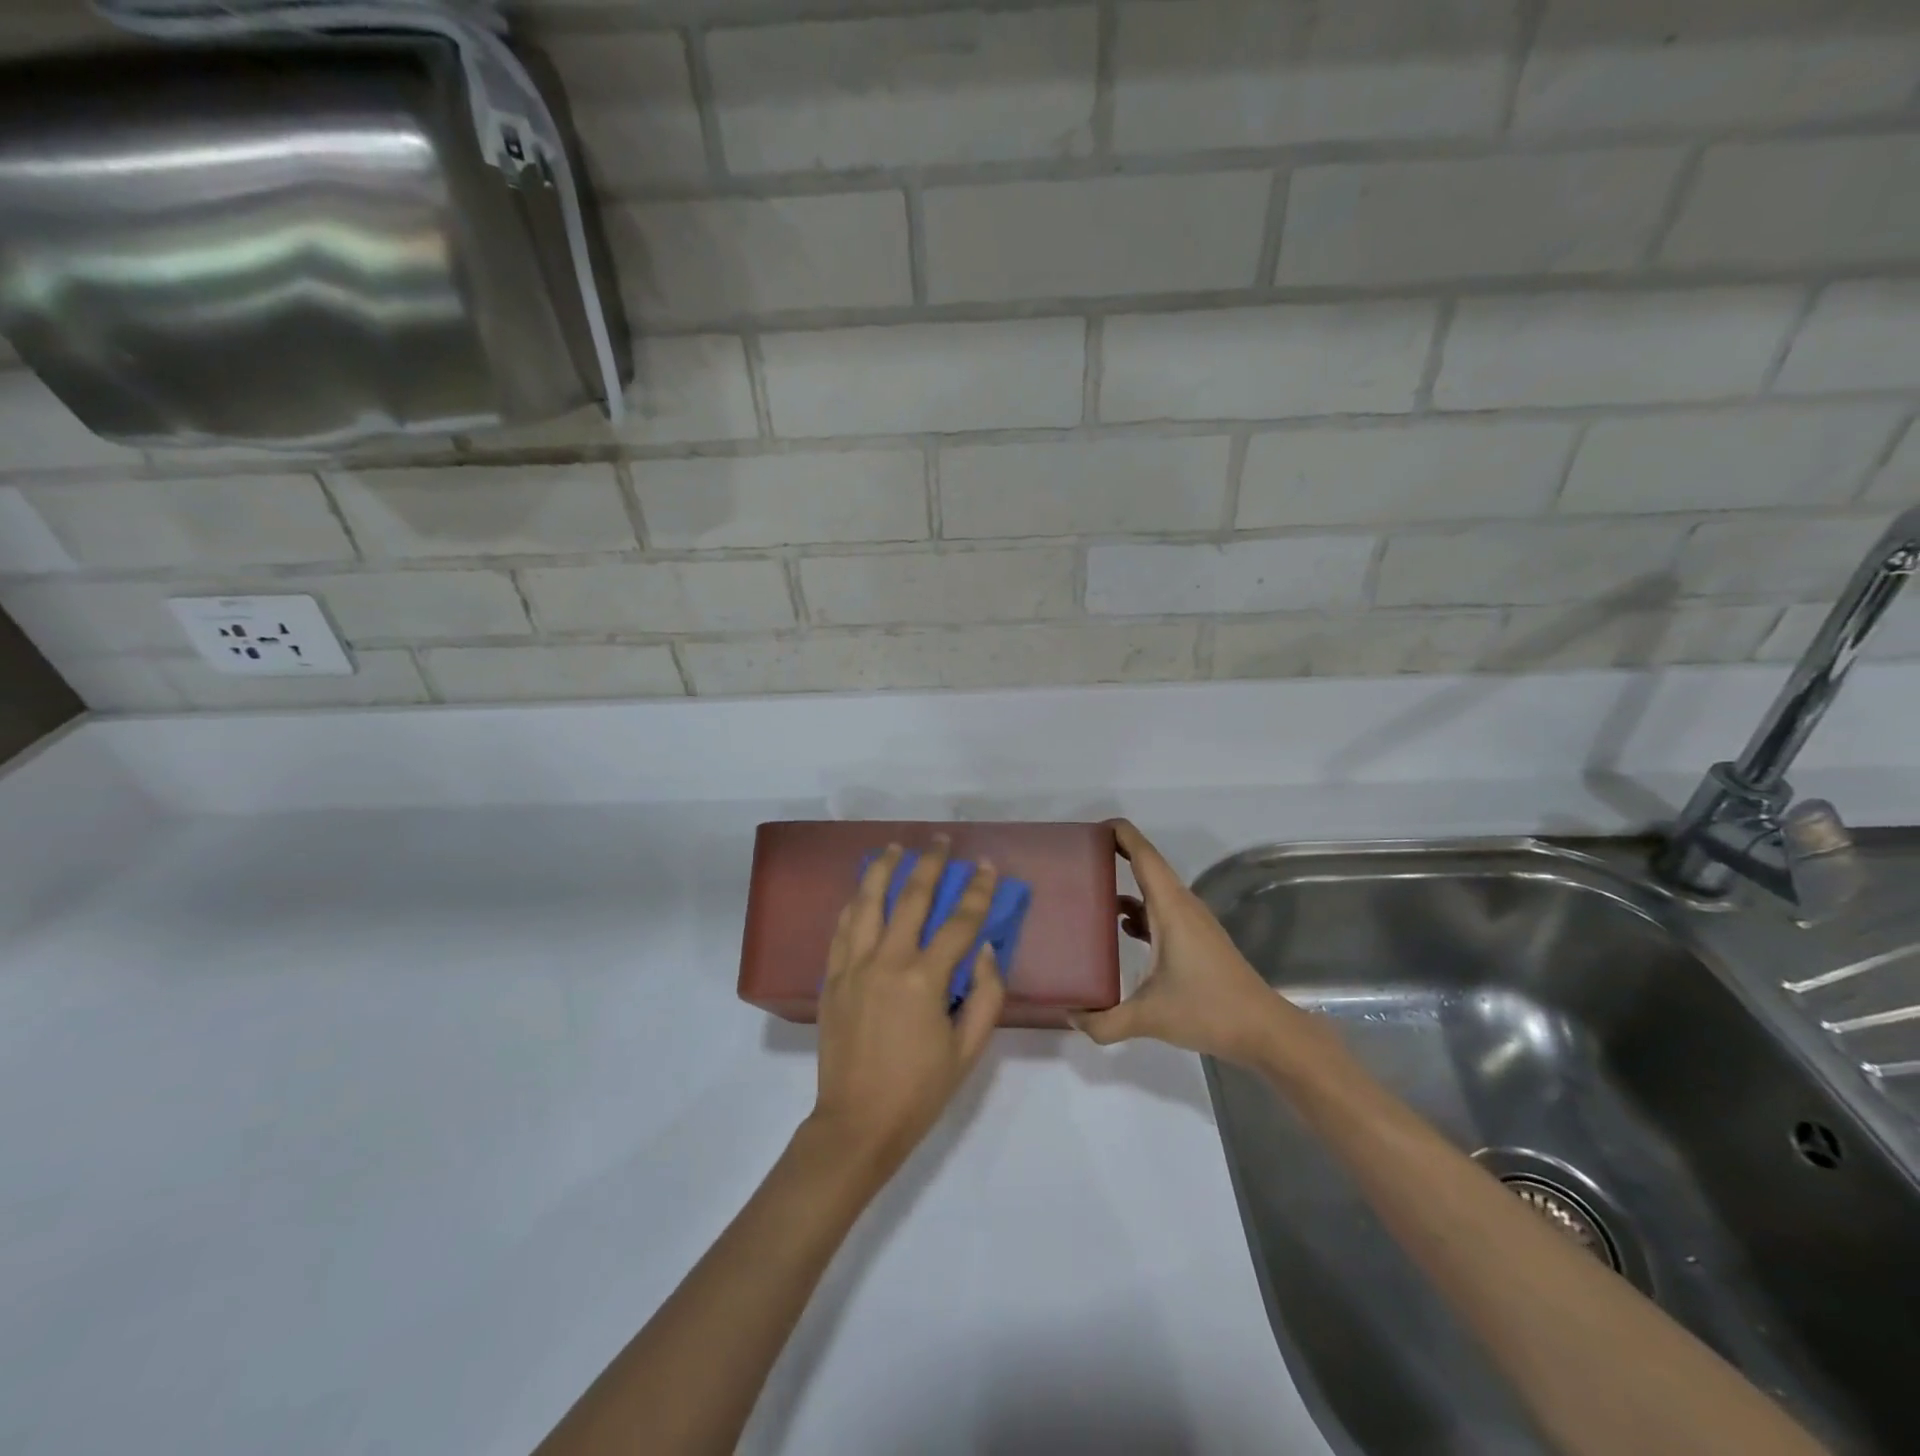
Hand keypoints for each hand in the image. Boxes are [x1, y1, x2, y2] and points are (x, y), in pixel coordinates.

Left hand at [808, 838, 1004, 1179]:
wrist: (856, 1124)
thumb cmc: (920, 1091)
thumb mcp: (968, 1050)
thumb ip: (985, 995)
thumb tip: (985, 949)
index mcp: (924, 981)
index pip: (959, 923)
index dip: (978, 891)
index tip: (988, 866)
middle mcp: (886, 962)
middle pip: (911, 898)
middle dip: (930, 864)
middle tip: (942, 840)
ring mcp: (853, 967)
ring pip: (867, 902)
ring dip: (883, 869)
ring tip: (895, 847)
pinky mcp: (831, 978)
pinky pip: (842, 928)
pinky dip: (854, 902)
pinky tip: (862, 890)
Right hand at [1073, 820, 1279, 1063]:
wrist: (1263, 1031)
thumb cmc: (1207, 1010)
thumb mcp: (1149, 1017)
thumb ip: (1104, 1021)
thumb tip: (1071, 1017)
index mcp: (1170, 907)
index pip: (1143, 855)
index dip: (1120, 834)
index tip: (1090, 828)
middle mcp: (1182, 906)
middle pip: (1147, 866)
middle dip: (1115, 854)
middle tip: (1078, 856)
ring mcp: (1192, 922)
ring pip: (1155, 890)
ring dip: (1126, 884)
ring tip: (1090, 890)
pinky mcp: (1197, 940)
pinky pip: (1162, 911)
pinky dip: (1139, 911)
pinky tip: (1121, 928)